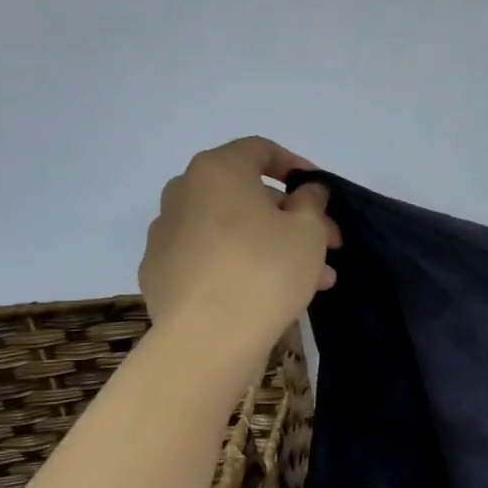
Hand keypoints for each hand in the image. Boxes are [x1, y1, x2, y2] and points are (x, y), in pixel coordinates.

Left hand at [139, 138, 340, 342]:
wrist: (207, 338)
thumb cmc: (265, 270)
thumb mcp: (308, 231)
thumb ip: (312, 201)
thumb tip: (305, 191)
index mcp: (217, 171)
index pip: (260, 150)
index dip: (297, 166)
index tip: (321, 192)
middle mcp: (183, 193)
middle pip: (246, 194)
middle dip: (292, 216)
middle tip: (327, 243)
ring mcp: (165, 234)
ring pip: (232, 229)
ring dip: (272, 244)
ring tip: (312, 278)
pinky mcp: (160, 272)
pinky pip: (210, 257)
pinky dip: (240, 264)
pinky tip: (267, 293)